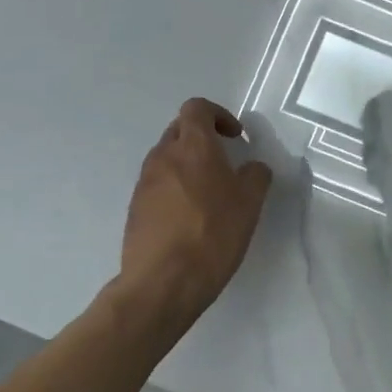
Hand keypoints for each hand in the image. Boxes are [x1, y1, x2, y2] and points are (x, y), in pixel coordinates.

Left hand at [121, 98, 272, 316]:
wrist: (162, 283)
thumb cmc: (212, 234)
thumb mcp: (250, 203)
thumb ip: (256, 175)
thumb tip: (252, 168)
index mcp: (192, 147)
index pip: (197, 108)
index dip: (218, 115)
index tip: (235, 137)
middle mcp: (163, 157)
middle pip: (180, 130)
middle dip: (203, 138)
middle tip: (225, 161)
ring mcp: (144, 183)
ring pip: (166, 158)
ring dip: (187, 164)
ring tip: (209, 193)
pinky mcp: (135, 209)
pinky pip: (157, 185)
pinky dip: (175, 188)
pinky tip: (190, 217)